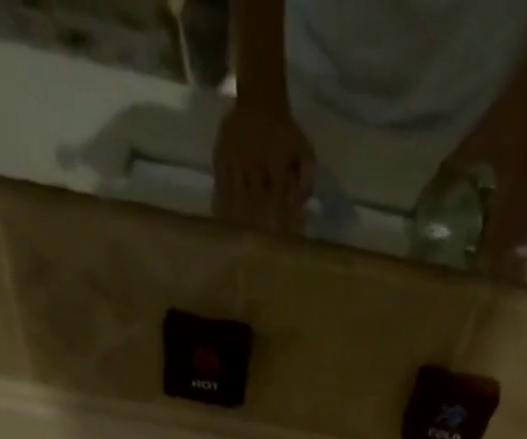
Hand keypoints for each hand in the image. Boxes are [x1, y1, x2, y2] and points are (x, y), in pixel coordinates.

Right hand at [213, 98, 315, 233]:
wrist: (260, 98)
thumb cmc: (285, 132)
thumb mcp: (304, 149)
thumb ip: (307, 178)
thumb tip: (302, 207)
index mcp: (277, 163)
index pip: (280, 202)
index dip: (281, 225)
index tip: (283, 245)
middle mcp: (255, 164)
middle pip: (256, 205)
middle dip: (259, 229)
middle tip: (260, 252)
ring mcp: (235, 162)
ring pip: (236, 199)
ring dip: (239, 223)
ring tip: (239, 245)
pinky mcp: (220, 159)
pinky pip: (219, 189)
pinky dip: (221, 208)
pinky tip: (223, 226)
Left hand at [436, 91, 526, 278]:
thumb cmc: (508, 118)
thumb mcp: (476, 144)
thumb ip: (453, 171)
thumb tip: (430, 193)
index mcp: (511, 195)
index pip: (499, 238)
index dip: (488, 258)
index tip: (476, 273)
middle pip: (516, 242)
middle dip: (503, 261)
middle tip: (489, 276)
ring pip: (526, 234)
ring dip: (513, 250)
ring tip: (501, 265)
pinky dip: (522, 233)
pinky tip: (514, 238)